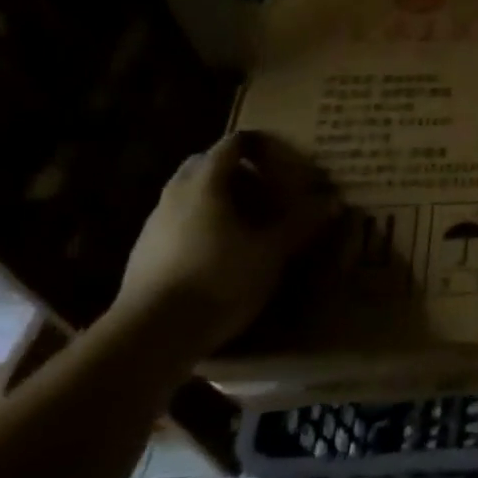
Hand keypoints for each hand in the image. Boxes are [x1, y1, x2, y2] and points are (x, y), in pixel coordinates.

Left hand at [113, 131, 334, 359]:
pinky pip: (176, 222)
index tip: (283, 159)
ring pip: (187, 193)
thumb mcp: (272, 250)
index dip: (260, 145)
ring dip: (216, 197)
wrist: (152, 333)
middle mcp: (176, 194)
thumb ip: (300, 221)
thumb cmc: (219, 278)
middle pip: (205, 164)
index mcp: (206, 183)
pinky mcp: (143, 253)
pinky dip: (199, 223)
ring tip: (245, 221)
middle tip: (265, 188)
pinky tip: (218, 251)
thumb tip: (333, 201)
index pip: (233, 144)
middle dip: (235, 170)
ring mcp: (154, 223)